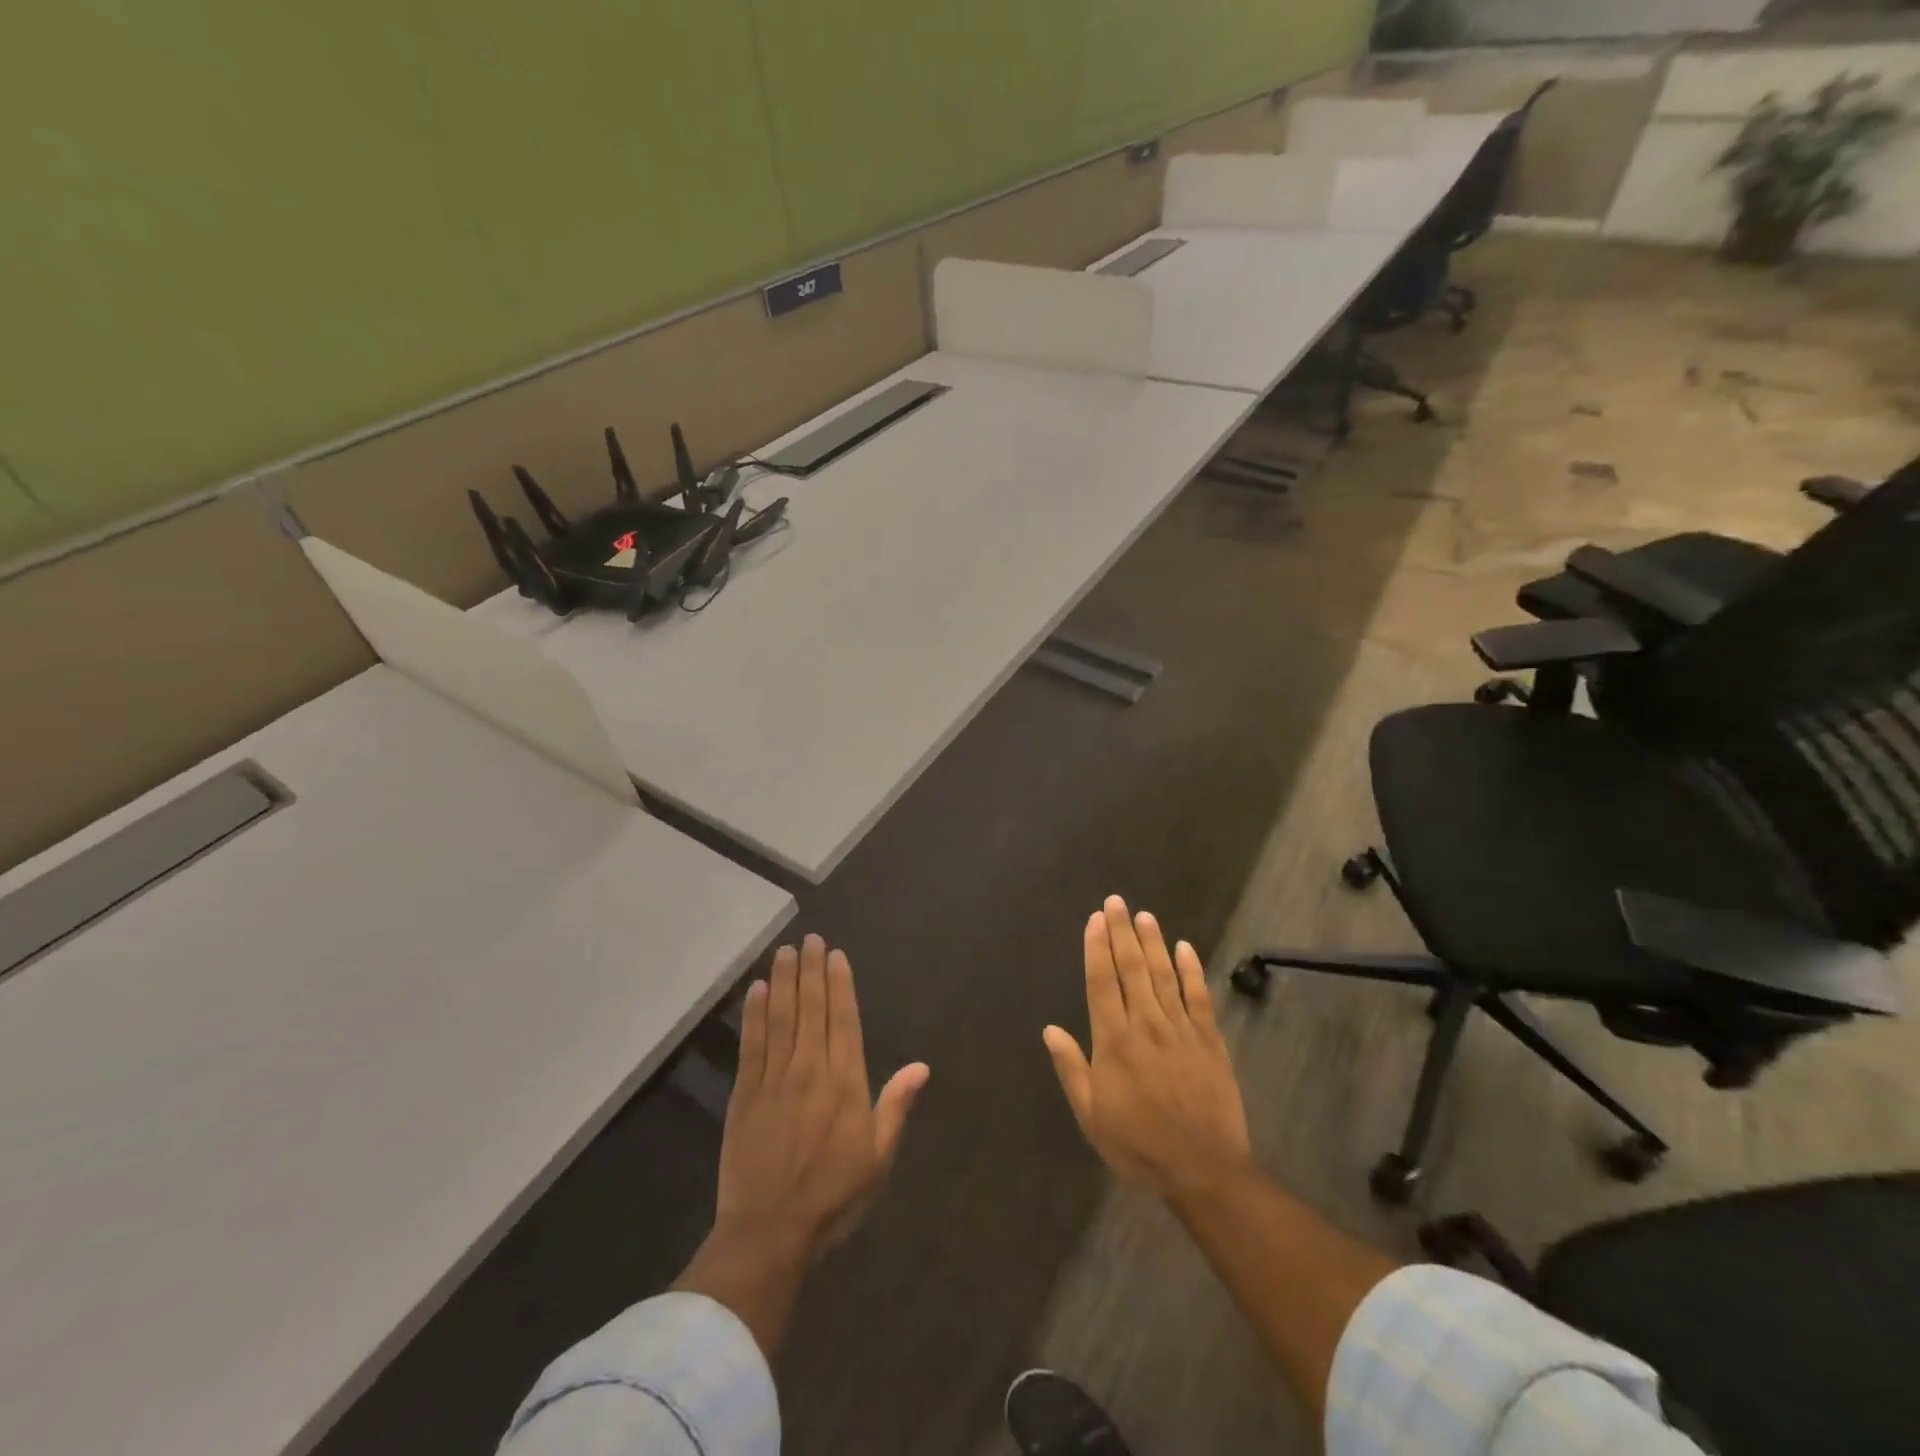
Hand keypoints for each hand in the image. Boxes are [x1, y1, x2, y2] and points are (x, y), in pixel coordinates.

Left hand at [715, 934, 929, 1259]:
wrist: (769, 1233)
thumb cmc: (833, 1197)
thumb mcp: (878, 1158)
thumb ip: (896, 1106)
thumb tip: (922, 1067)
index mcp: (845, 1082)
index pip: (843, 1020)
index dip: (840, 984)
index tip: (836, 955)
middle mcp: (810, 1069)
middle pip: (811, 1009)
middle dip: (811, 971)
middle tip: (809, 939)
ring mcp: (774, 1079)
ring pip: (781, 1017)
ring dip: (783, 981)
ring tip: (785, 951)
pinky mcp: (745, 1093)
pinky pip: (752, 1044)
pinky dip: (754, 1014)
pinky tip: (756, 990)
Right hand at [1043, 896, 1252, 1200]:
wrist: (1204, 1170)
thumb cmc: (1139, 1145)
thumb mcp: (1092, 1116)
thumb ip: (1071, 1069)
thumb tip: (1050, 1029)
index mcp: (1114, 1042)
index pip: (1102, 982)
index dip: (1097, 948)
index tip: (1094, 919)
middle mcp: (1146, 1025)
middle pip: (1132, 969)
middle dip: (1122, 932)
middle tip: (1116, 902)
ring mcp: (1181, 1030)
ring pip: (1164, 975)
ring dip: (1153, 942)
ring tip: (1144, 915)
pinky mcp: (1210, 1040)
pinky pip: (1199, 997)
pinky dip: (1192, 970)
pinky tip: (1185, 947)